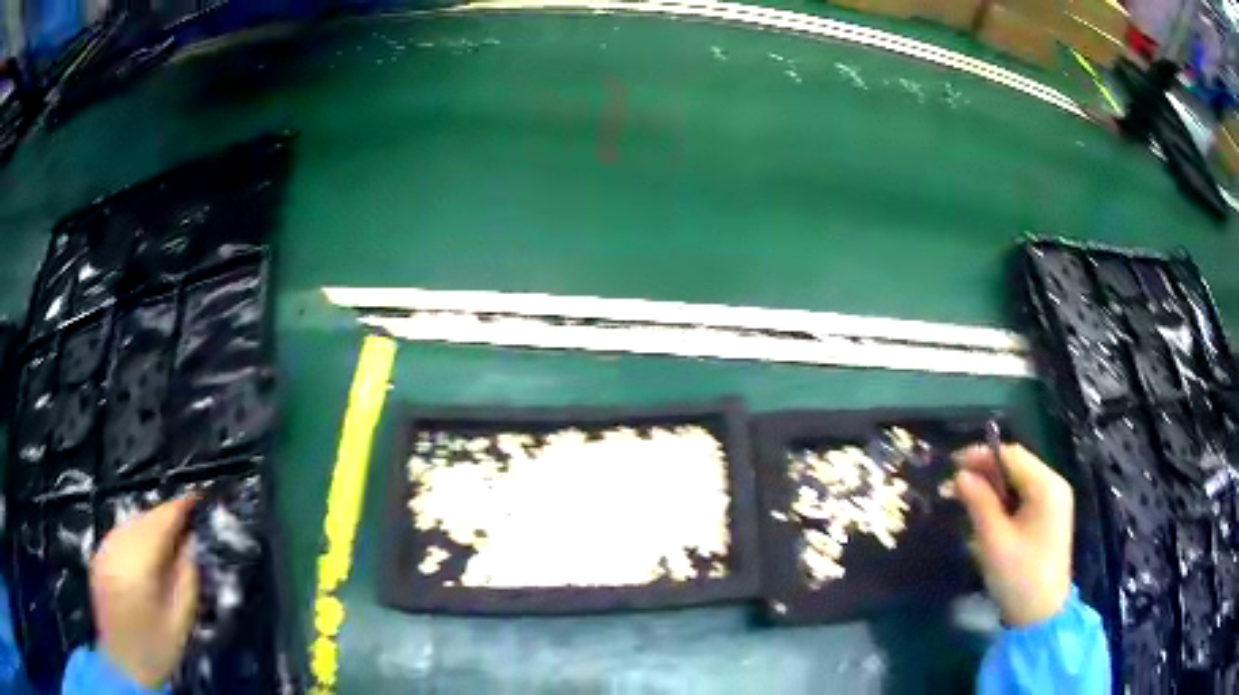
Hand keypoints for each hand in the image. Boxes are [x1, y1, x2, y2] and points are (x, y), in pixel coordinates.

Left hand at [90, 497, 198, 686]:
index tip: (197, 498)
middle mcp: (117, 549)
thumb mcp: (180, 622)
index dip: (179, 508)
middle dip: (165, 516)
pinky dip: (135, 534)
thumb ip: (187, 579)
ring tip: (169, 534)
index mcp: (138, 564)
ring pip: (129, 523)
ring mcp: (103, 551)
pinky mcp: (97, 557)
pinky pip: (119, 534)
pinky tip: (145, 548)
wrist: (123, 666)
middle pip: (143, 519)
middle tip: (186, 520)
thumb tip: (191, 543)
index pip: (160, 523)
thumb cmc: (156, 650)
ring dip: (150, 524)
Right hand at [953, 444, 1072, 626]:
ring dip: (991, 489)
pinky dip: (1003, 502)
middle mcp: (1054, 486)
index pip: (1011, 455)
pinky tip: (985, 517)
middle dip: (984, 473)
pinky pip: (1023, 498)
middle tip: (953, 488)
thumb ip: (978, 502)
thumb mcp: (993, 540)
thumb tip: (960, 475)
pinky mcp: (1049, 518)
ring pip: (1018, 482)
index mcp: (1046, 486)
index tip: (951, 466)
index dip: (980, 455)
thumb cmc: (1018, 576)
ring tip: (964, 503)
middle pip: (1016, 466)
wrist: (1041, 615)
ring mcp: (1054, 502)